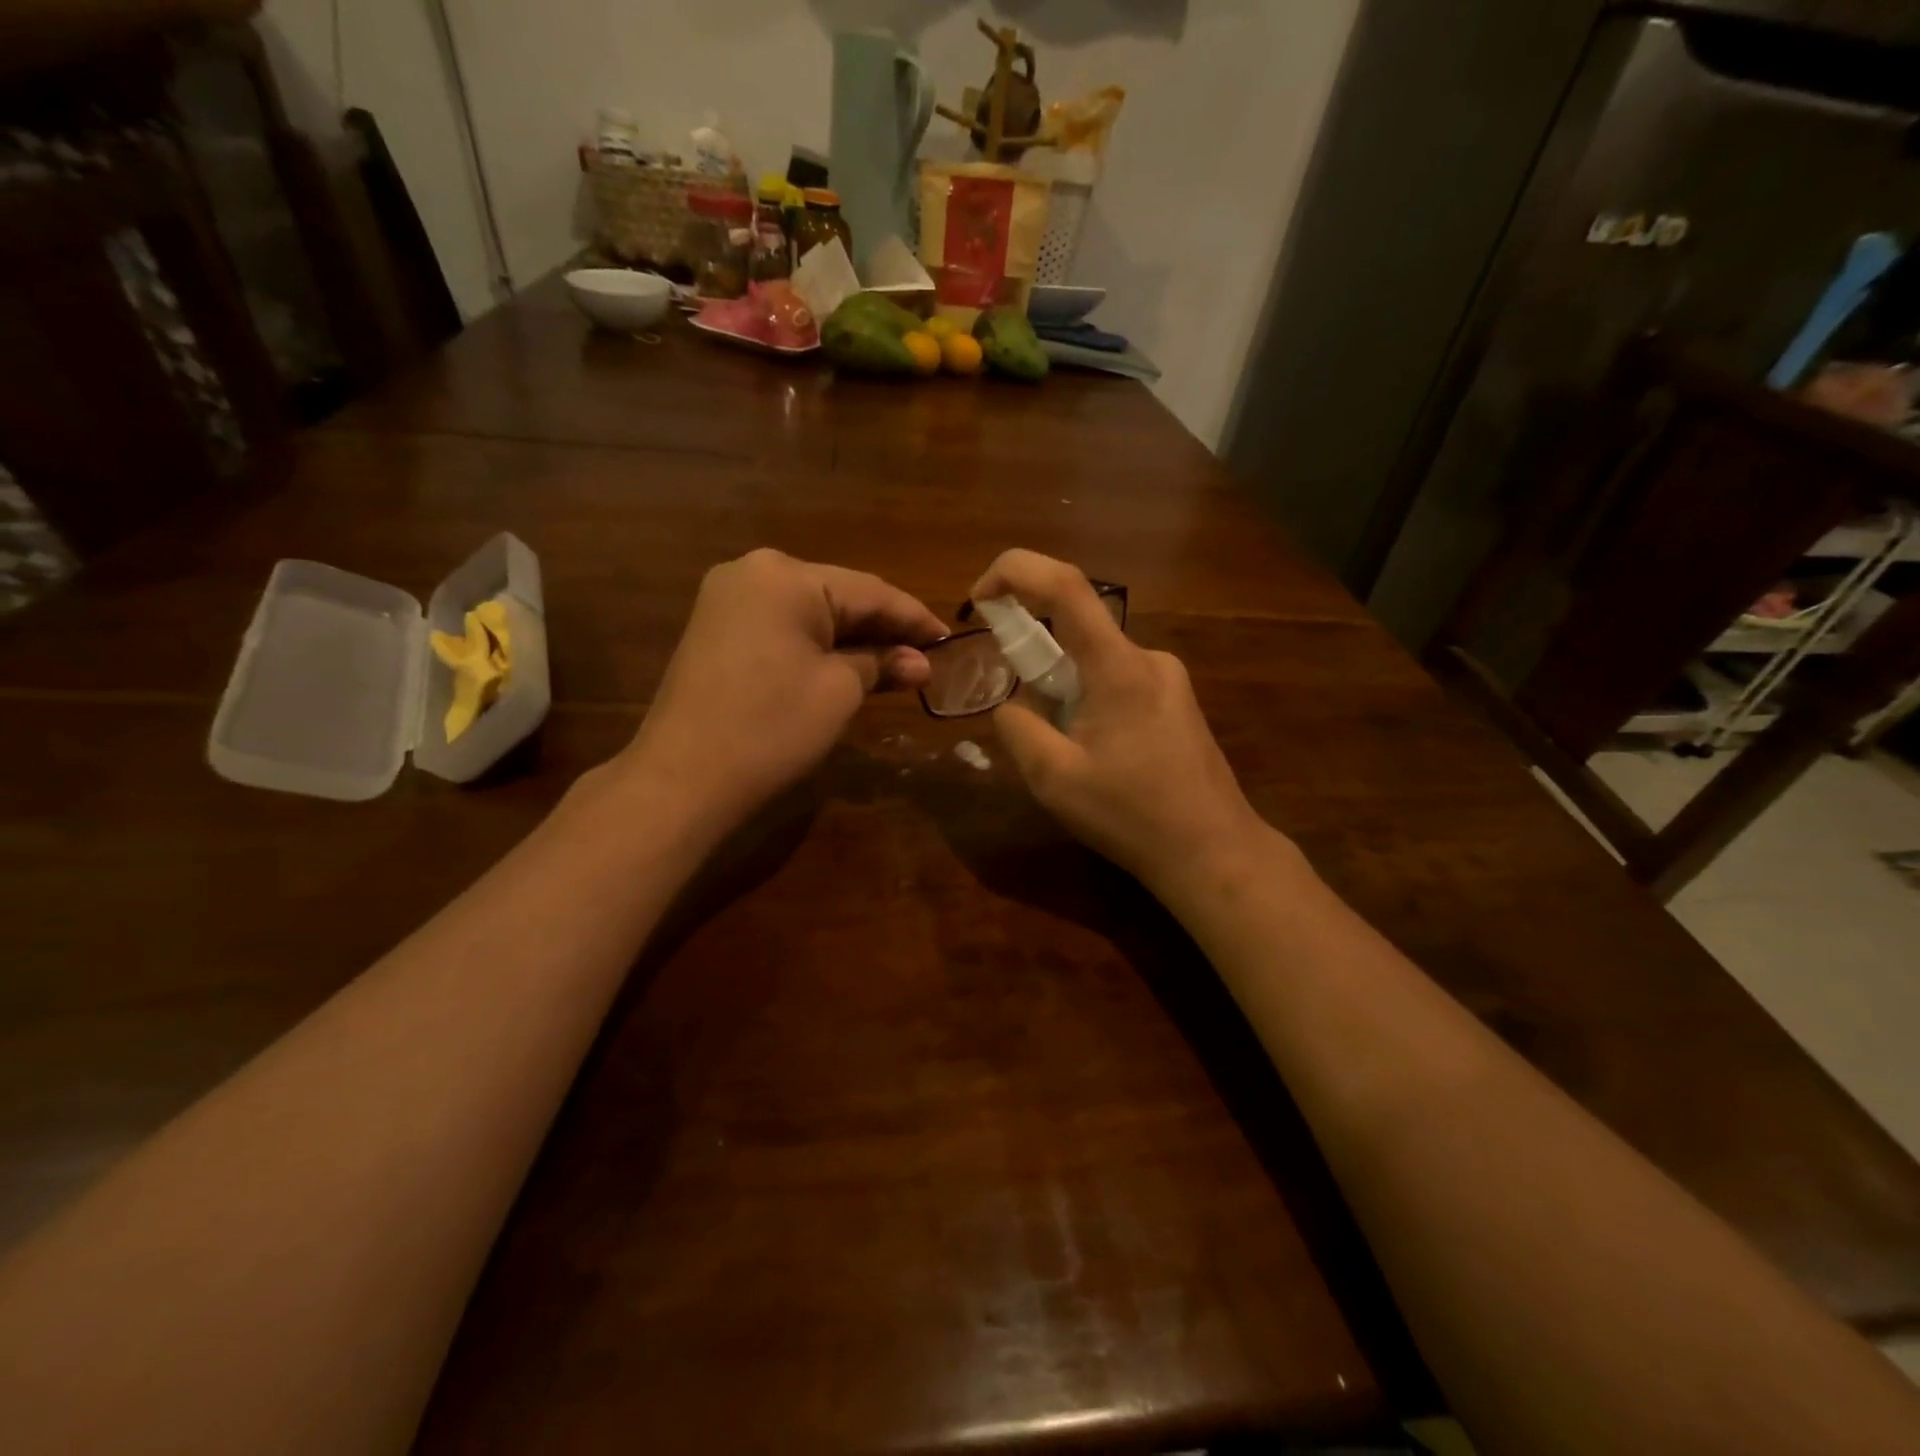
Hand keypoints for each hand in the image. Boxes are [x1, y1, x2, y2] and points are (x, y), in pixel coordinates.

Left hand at [625, 549, 944, 826]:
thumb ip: (882, 663)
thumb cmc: (771, 728)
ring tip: (896, 664)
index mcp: (785, 576)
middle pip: (838, 596)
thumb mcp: (839, 692)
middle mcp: (753, 572)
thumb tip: (920, 662)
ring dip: (852, 639)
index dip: (914, 618)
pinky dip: (817, 646)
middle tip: (926, 657)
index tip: (949, 640)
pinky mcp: (716, 630)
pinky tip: (848, 664)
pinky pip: (782, 627)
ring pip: (810, 613)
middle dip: (882, 629)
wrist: (682, 780)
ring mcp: (727, 600)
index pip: (869, 591)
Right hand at [970, 550, 1271, 899]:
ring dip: (1065, 691)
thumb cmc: (1132, 815)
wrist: (1213, 852)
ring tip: (1070, 756)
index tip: (979, 599)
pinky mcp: (1178, 702)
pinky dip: (1090, 702)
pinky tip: (1099, 758)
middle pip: (1077, 631)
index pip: (1064, 585)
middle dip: (1036, 663)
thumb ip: (1017, 727)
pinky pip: (1118, 682)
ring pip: (1095, 662)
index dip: (1014, 572)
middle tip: (1028, 722)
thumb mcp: (1053, 778)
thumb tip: (1010, 703)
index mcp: (1118, 667)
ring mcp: (1169, 679)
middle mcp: (1148, 658)